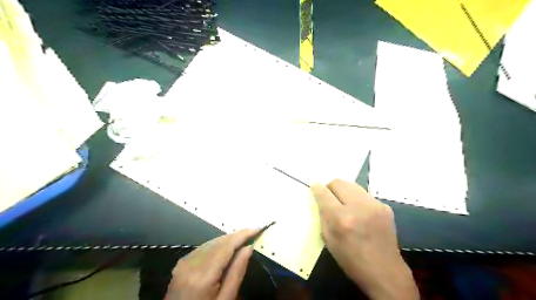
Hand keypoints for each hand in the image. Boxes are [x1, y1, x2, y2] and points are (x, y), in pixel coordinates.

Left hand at [165, 229, 259, 298]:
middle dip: (236, 235)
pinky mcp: (181, 264)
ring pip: (210, 242)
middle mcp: (191, 264)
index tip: (257, 229)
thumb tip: (248, 248)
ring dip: (227, 239)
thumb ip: (237, 273)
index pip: (226, 246)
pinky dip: (217, 245)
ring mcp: (183, 263)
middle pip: (218, 242)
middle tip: (253, 232)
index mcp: (203, 276)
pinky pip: (203, 248)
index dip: (242, 235)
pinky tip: (226, 248)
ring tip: (243, 239)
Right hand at [313, 180, 420, 298]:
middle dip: (330, 187)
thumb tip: (320, 199)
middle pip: (339, 182)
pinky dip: (357, 199)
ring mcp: (374, 205)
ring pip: (352, 185)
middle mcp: (359, 207)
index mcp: (341, 219)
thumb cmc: (351, 259)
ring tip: (344, 204)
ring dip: (344, 191)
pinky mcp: (385, 207)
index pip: (324, 193)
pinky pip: (364, 194)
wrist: (384, 271)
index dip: (317, 188)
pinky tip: (359, 212)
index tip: (314, 186)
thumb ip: (323, 216)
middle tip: (329, 197)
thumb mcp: (328, 240)